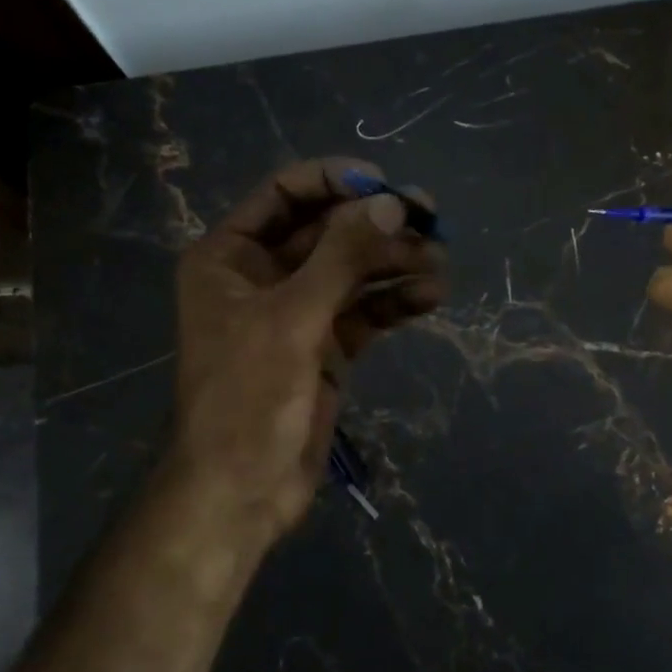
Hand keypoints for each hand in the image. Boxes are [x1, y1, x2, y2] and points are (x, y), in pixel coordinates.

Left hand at [169, 157, 445, 541]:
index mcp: (230, 256)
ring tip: (441, 261)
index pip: (284, 194)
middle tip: (432, 220)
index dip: (334, 181)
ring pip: (352, 271)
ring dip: (394, 262)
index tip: (385, 184)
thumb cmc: (248, 396)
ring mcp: (297, 312)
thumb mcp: (293, 317)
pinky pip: (364, 310)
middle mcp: (262, 275)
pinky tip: (430, 296)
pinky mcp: (326, 346)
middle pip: (327, 231)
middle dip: (377, 225)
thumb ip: (342, 256)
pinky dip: (394, 301)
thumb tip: (391, 202)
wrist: (241, 491)